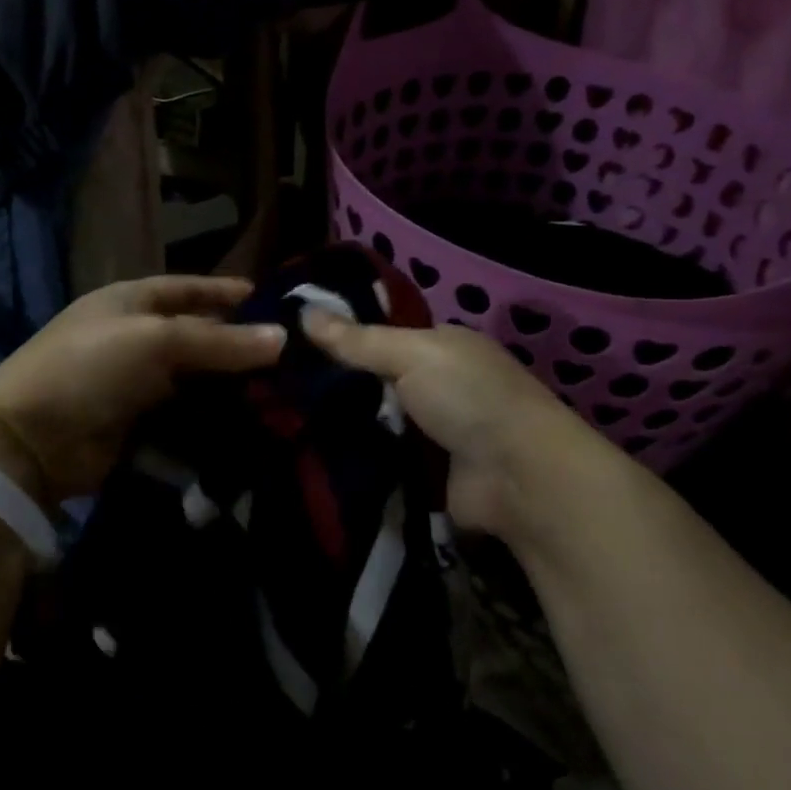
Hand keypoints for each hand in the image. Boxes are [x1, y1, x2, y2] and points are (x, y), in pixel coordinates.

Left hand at [0, 276, 286, 503]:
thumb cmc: (90, 367)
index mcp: (131, 302)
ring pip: (196, 381)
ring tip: (283, 396)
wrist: (30, 439)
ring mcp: (136, 384)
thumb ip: (218, 341)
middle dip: (239, 347)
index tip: (271, 300)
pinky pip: (186, 418)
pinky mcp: (139, 425)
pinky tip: (249, 427)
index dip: (225, 292)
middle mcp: (136, 338)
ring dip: (231, 389)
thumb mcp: (155, 341)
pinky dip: (213, 422)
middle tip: (292, 359)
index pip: (188, 289)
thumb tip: (282, 338)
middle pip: (197, 337)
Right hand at [300, 312, 632, 543]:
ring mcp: (427, 429)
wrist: (517, 477)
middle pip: (370, 378)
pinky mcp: (420, 470)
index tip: (288, 337)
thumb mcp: (411, 354)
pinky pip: (375, 456)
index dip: (339, 334)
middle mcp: (434, 384)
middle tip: (273, 381)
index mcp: (440, 346)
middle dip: (331, 382)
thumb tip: (303, 312)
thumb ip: (357, 339)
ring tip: (276, 415)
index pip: (379, 333)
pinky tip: (305, 449)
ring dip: (337, 421)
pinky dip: (351, 454)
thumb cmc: (469, 397)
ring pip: (369, 418)